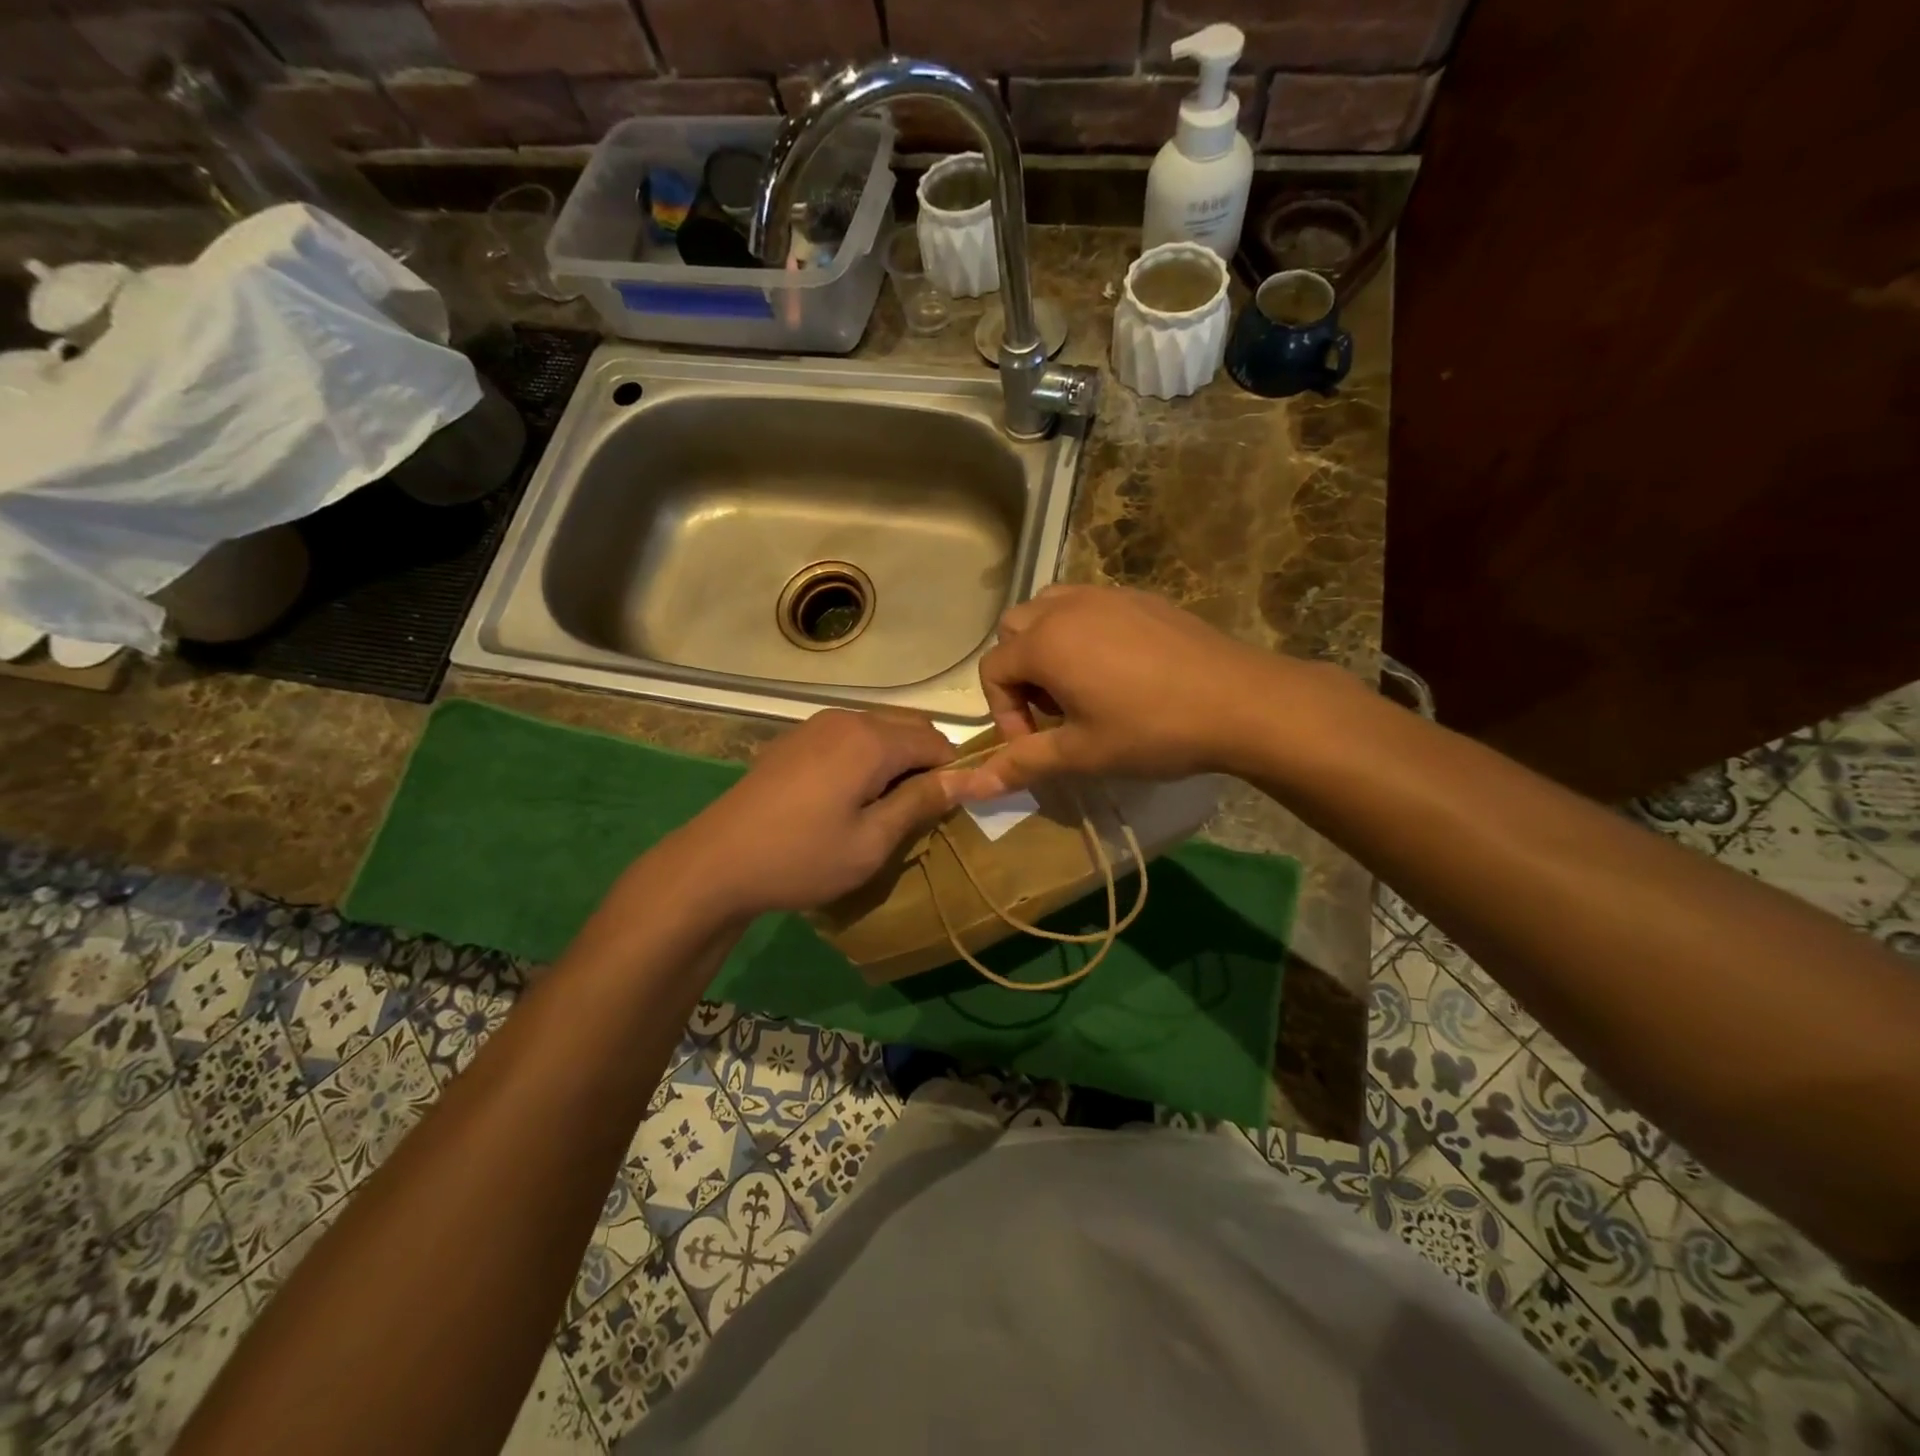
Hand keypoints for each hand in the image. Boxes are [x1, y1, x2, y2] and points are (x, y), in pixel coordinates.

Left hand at [665, 709, 956, 918]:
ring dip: (897, 758)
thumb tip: (970, 777)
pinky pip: (850, 735)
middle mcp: (847, 718)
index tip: (954, 809)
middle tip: (920, 811)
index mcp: (872, 740)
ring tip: (886, 805)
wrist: (716, 862)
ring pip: (879, 728)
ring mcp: (816, 724)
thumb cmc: (802, 858)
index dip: (954, 772)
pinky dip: (867, 755)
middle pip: (910, 727)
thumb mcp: (872, 841)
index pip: (937, 742)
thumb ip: (922, 802)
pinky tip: (849, 794)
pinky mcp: (795, 737)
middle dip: (927, 762)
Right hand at [950, 585, 1311, 796]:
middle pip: (1014, 631)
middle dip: (1020, 672)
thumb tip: (969, 789)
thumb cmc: (1151, 731)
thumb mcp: (1081, 753)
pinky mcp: (1139, 597)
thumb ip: (1022, 764)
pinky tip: (1119, 669)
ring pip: (1049, 609)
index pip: (993, 670)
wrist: (1240, 701)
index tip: (1036, 744)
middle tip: (1054, 711)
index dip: (1004, 713)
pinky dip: (1082, 631)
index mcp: (1045, 643)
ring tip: (1078, 684)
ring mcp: (1105, 595)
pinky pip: (1089, 605)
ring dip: (1046, 645)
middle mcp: (1066, 607)